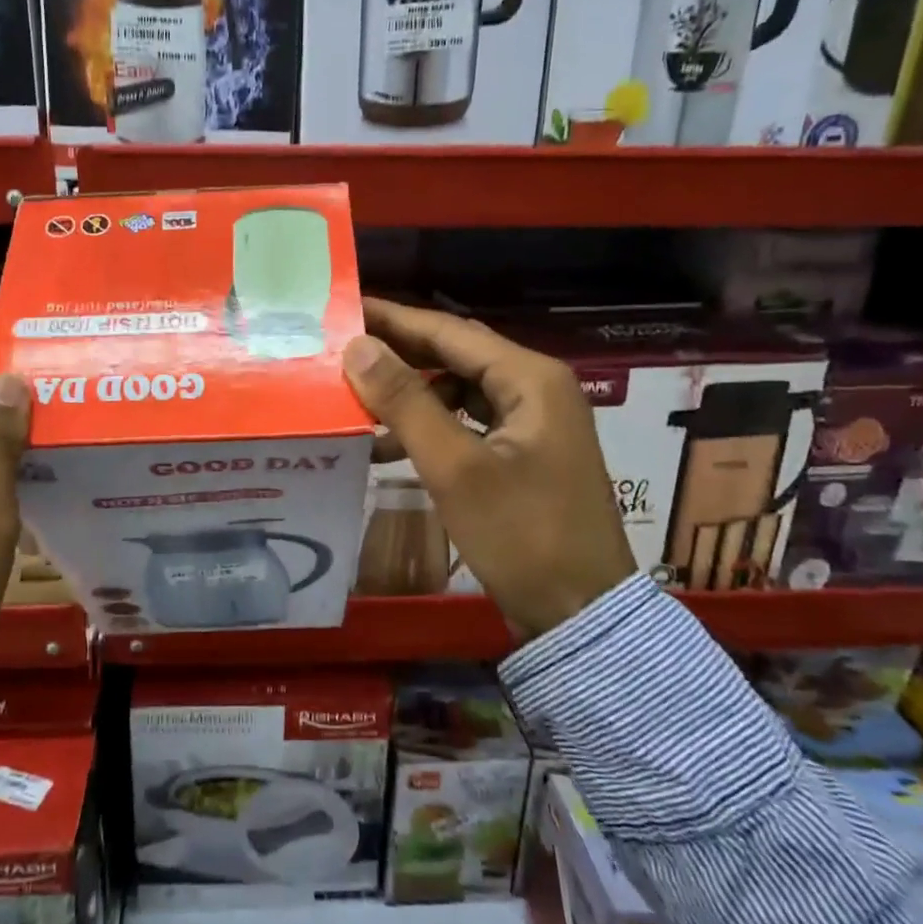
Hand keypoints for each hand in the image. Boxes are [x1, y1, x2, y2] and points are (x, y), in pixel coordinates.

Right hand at [341, 298, 633, 637]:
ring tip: (357, 402)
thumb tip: (357, 347)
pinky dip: (430, 427)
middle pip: (456, 356)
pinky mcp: (523, 454)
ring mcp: (533, 423)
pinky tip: (389, 445)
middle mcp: (536, 389)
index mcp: (530, 379)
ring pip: (460, 391)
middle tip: (341, 349)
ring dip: (411, 395)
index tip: (346, 307)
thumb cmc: (521, 536)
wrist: (581, 616)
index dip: (394, 318)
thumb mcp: (455, 468)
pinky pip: (468, 423)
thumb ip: (405, 403)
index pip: (449, 332)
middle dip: (399, 354)